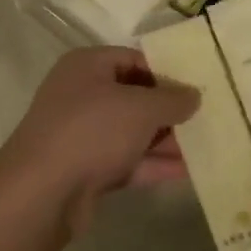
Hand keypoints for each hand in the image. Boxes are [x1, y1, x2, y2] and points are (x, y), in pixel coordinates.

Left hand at [0, 48, 198, 221]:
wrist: (42, 191)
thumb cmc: (92, 131)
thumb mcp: (140, 108)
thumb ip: (172, 99)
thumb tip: (194, 95)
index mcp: (87, 66)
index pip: (133, 58)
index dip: (166, 70)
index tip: (198, 86)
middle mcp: (81, 95)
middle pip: (133, 96)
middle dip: (168, 108)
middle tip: (207, 116)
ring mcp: (81, 134)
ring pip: (131, 132)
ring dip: (165, 139)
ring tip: (206, 144)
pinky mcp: (85, 170)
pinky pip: (126, 161)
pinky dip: (153, 164)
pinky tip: (188, 171)